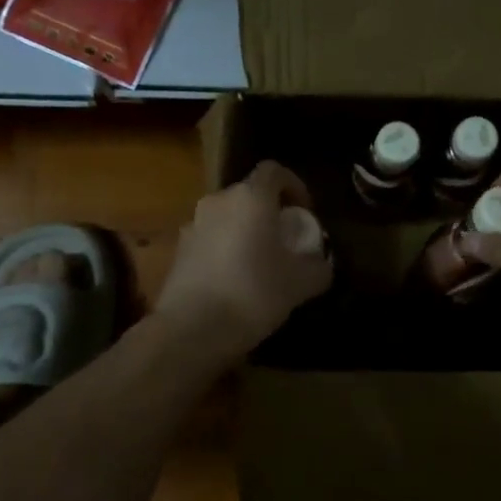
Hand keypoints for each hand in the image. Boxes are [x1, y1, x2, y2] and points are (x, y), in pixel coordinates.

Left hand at [155, 161, 333, 357]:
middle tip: (285, 241)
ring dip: (245, 232)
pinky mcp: (178, 251)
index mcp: (251, 198)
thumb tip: (322, 263)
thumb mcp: (301, 283)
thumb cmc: (254, 293)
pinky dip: (225, 251)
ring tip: (260, 263)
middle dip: (269, 212)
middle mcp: (218, 202)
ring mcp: (193, 225)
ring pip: (227, 218)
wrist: (192, 329)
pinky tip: (235, 282)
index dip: (294, 186)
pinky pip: (210, 240)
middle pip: (249, 195)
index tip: (304, 212)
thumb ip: (318, 267)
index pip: (274, 171)